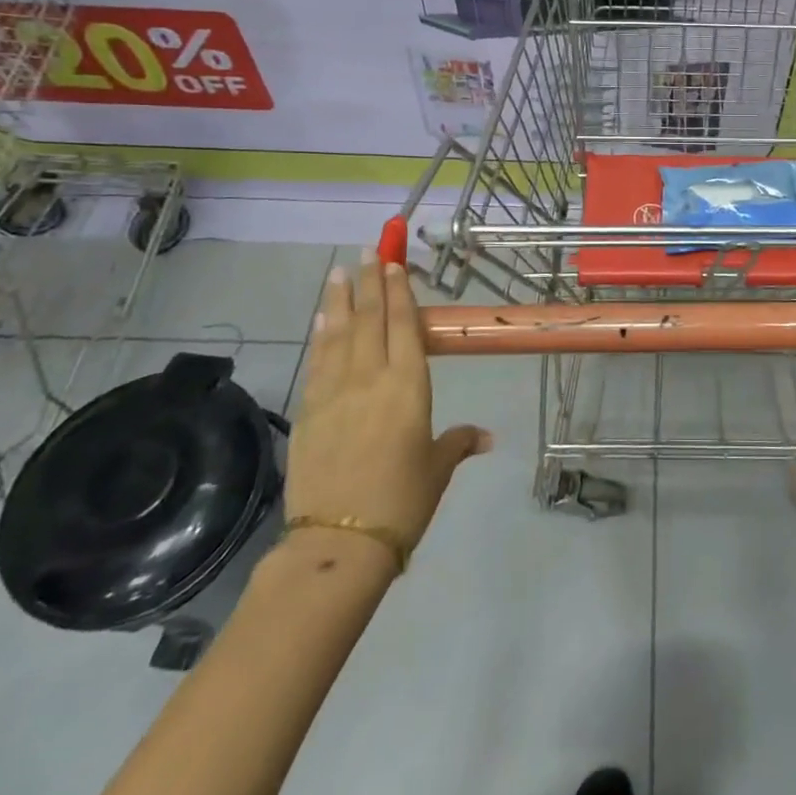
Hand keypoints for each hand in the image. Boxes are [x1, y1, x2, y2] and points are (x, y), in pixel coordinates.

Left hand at [287, 253, 490, 568]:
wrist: (339, 542)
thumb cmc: (402, 501)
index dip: (399, 292)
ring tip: (339, 272)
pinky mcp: (308, 412)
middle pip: (369, 320)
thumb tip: (487, 436)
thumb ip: (459, 442)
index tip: (394, 264)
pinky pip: (317, 362)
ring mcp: (334, 393)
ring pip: (338, 334)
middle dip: (369, 283)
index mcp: (409, 386)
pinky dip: (320, 336)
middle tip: (367, 252)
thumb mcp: (437, 468)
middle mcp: (371, 378)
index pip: (404, 326)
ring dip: (339, 300)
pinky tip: (320, 320)